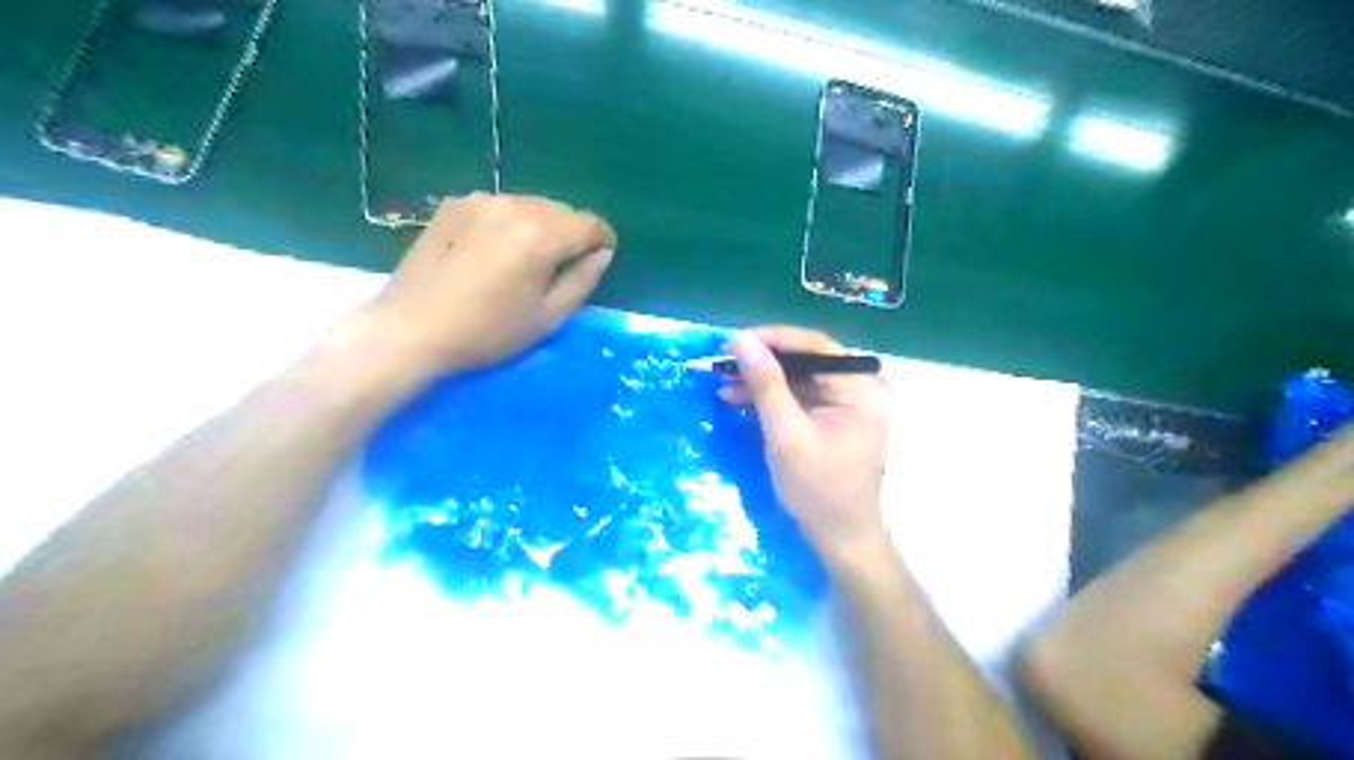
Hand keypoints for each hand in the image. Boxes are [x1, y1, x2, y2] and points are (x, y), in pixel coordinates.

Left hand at [355, 193, 616, 374]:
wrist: (412, 327)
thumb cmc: (487, 331)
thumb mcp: (548, 317)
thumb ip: (583, 280)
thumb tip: (602, 253)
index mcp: (541, 234)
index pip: (590, 223)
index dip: (603, 240)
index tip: (601, 258)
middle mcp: (514, 205)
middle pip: (562, 210)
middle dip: (573, 233)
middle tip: (564, 266)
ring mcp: (481, 200)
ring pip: (532, 205)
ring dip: (543, 226)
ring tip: (530, 259)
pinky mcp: (456, 204)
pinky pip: (502, 206)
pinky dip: (513, 222)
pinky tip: (497, 250)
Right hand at [714, 326, 896, 568]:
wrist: (840, 538)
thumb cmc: (818, 490)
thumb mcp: (786, 435)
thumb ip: (765, 384)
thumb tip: (741, 340)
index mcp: (861, 387)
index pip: (815, 346)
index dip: (772, 339)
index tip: (732, 341)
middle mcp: (859, 386)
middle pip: (806, 358)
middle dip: (762, 360)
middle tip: (723, 361)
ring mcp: (846, 402)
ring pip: (798, 375)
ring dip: (761, 378)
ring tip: (722, 381)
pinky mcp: (832, 416)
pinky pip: (798, 394)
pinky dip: (770, 396)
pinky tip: (738, 397)